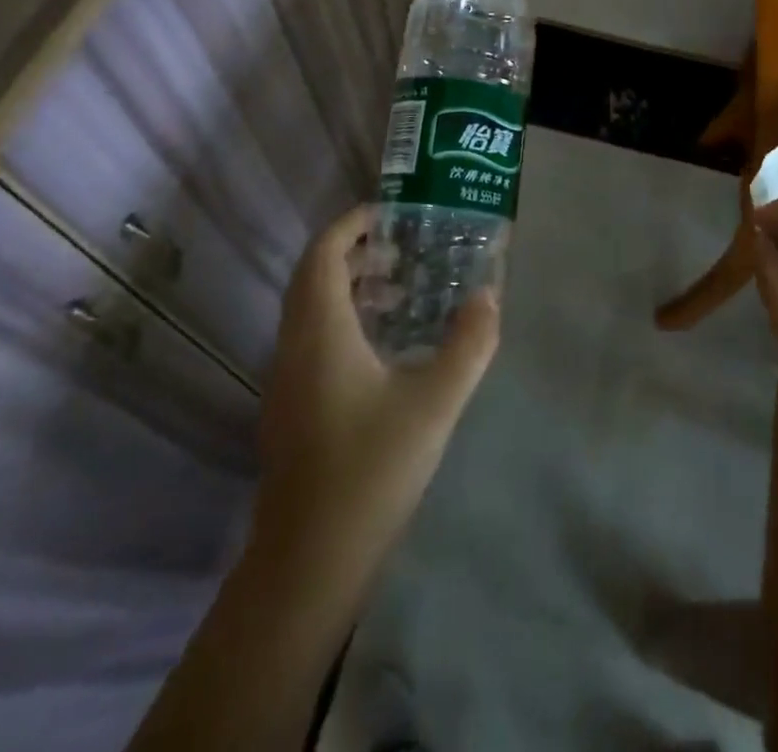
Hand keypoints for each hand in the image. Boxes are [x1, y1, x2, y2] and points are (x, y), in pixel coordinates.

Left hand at [255, 205, 498, 566]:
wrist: (308, 564)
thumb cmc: (370, 471)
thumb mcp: (434, 403)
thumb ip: (468, 345)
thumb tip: (489, 296)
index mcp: (320, 332)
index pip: (323, 254)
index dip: (352, 224)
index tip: (392, 213)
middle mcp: (294, 346)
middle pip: (314, 277)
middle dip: (356, 251)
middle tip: (406, 247)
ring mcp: (287, 380)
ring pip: (311, 310)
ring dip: (350, 286)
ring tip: (403, 288)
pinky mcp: (292, 407)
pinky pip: (313, 339)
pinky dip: (345, 319)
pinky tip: (386, 346)